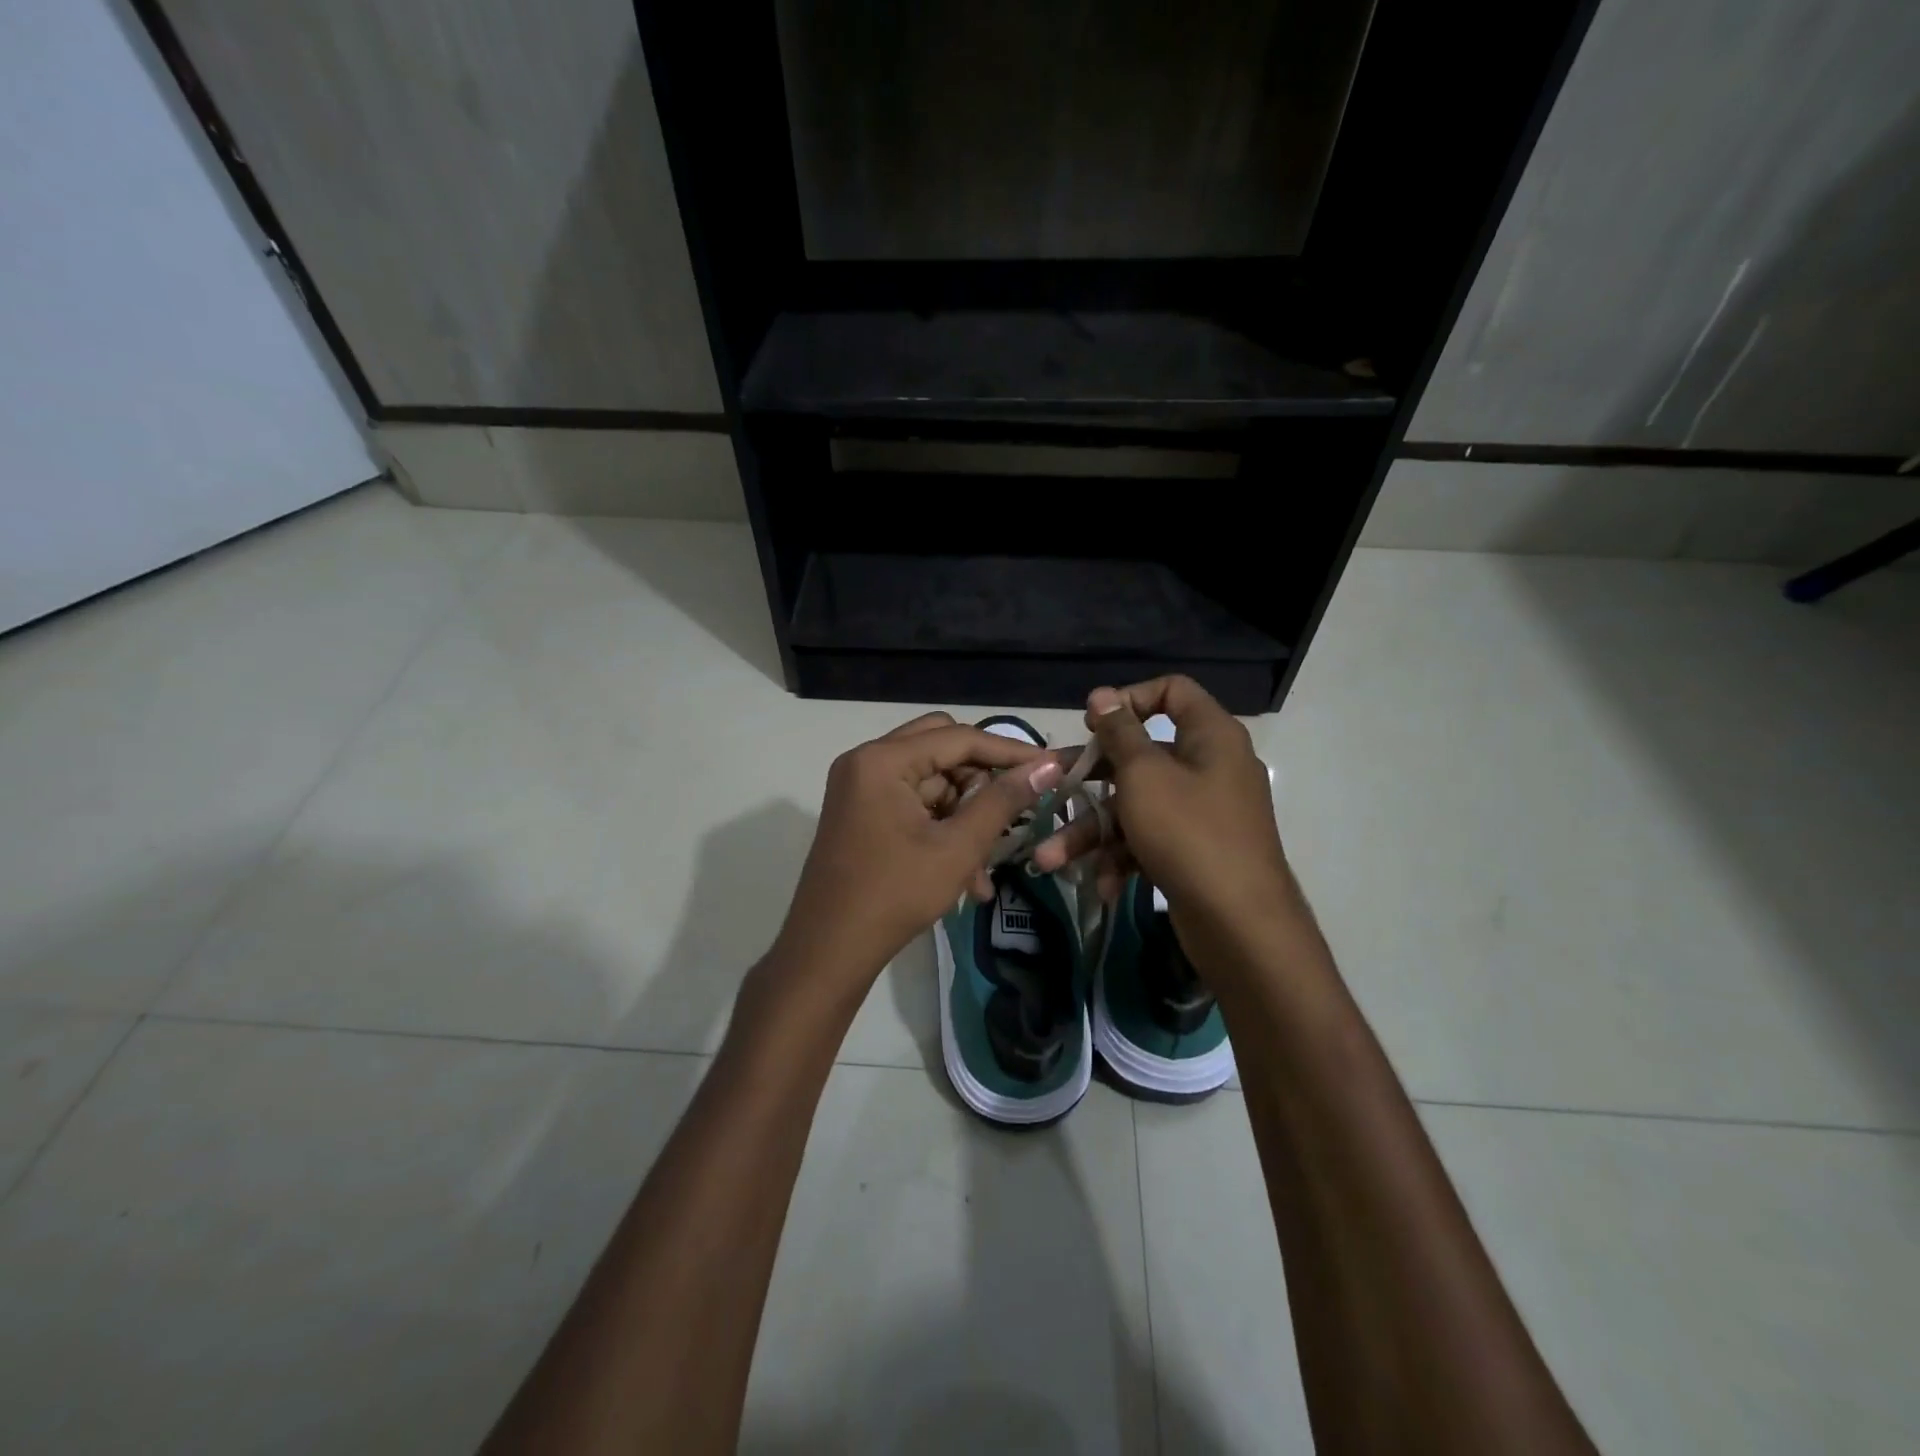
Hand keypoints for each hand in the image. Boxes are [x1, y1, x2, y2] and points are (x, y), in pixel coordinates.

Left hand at [771, 712, 1063, 998]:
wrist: (828, 951)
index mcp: (882, 760)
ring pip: (930, 781)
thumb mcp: (957, 848)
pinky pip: (913, 804)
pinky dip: (941, 829)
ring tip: (986, 865)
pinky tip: (967, 875)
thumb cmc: (895, 895)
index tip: (1050, 766)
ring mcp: (860, 787)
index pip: (958, 738)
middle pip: (941, 749)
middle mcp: (866, 761)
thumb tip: (1048, 766)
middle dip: (981, 780)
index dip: (1009, 751)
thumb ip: (1003, 801)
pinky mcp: (862, 812)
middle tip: (1014, 806)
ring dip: (964, 814)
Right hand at [1033, 677, 1295, 969]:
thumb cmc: (1188, 832)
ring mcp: (1202, 813)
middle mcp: (1209, 767)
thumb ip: (1119, 733)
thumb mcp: (1144, 775)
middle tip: (1050, 787)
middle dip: (1089, 780)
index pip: (1172, 691)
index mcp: (1210, 736)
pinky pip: (1149, 840)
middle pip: (1140, 757)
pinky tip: (1103, 885)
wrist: (1240, 924)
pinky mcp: (1193, 851)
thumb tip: (1102, 695)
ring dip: (1092, 832)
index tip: (1093, 724)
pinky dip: (1123, 858)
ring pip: (1135, 807)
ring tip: (1049, 860)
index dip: (1129, 699)